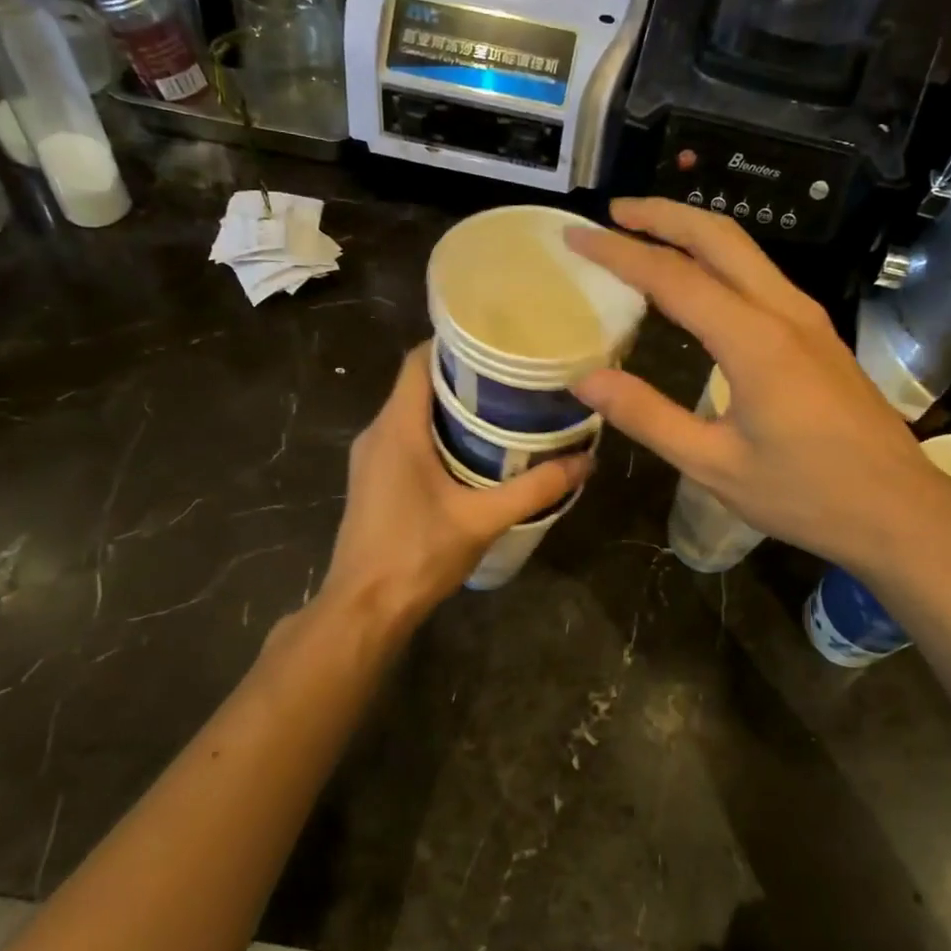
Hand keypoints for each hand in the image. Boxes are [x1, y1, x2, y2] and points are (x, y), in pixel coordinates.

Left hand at [321, 343, 589, 630]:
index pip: (418, 360)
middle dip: (463, 376)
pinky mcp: (374, 480)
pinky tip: (475, 451)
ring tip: (503, 408)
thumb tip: (586, 461)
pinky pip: (406, 438)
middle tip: (514, 376)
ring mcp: (371, 458)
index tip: (498, 341)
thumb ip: (535, 489)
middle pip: (418, 384)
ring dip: (452, 407)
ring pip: (412, 413)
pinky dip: (438, 432)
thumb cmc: (416, 555)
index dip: (455, 343)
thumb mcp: (482, 520)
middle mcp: (377, 432)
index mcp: (397, 428)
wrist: (363, 610)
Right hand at [566, 198, 950, 565]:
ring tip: (645, 236)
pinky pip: (761, 275)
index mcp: (755, 341)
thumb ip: (648, 417)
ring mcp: (808, 318)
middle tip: (613, 213)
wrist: (901, 511)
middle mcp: (784, 312)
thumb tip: (585, 381)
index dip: (619, 253)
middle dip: (662, 215)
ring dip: (692, 232)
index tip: (577, 236)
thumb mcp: (714, 465)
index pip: (673, 277)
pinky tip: (697, 282)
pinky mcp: (819, 333)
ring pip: (745, 251)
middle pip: (719, 237)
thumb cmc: (807, 495)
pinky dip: (718, 260)